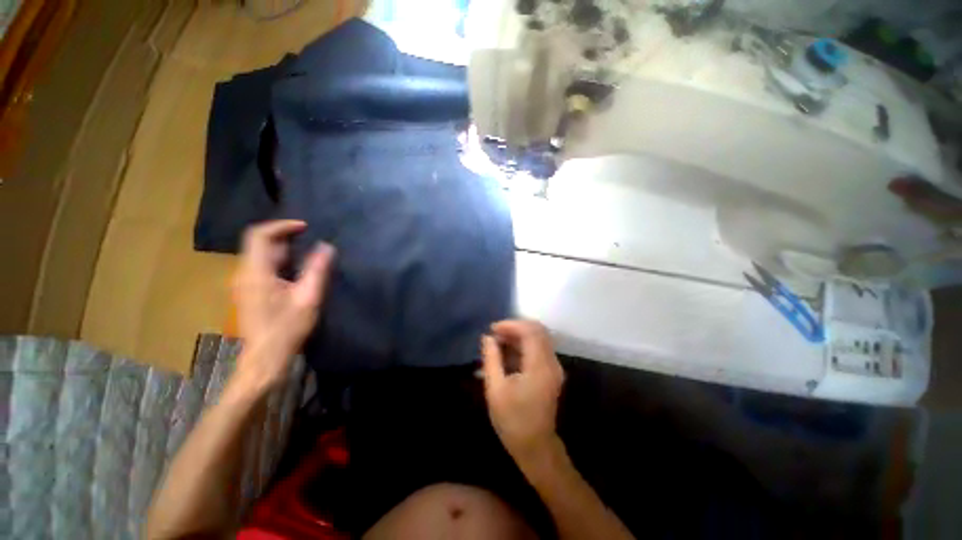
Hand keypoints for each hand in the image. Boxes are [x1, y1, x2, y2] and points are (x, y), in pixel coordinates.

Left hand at [233, 220, 334, 386]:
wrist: (265, 357)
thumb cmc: (287, 328)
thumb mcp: (308, 298)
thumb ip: (317, 270)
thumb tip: (327, 246)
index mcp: (256, 273)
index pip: (259, 235)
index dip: (281, 226)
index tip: (305, 227)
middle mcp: (243, 273)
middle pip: (259, 243)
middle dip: (284, 236)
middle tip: (310, 238)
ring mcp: (243, 283)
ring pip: (259, 254)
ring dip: (282, 248)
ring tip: (306, 251)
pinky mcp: (247, 291)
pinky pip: (261, 266)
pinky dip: (278, 260)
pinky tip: (295, 270)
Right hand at [482, 320, 564, 463]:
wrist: (536, 447)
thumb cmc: (512, 421)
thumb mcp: (495, 389)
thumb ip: (491, 359)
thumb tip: (487, 337)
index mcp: (539, 367)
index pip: (530, 331)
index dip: (511, 325)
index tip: (492, 329)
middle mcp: (552, 363)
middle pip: (538, 330)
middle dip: (515, 327)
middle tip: (495, 334)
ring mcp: (554, 367)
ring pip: (539, 337)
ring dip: (519, 334)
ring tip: (499, 341)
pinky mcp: (552, 371)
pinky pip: (540, 347)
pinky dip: (524, 344)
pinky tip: (509, 351)